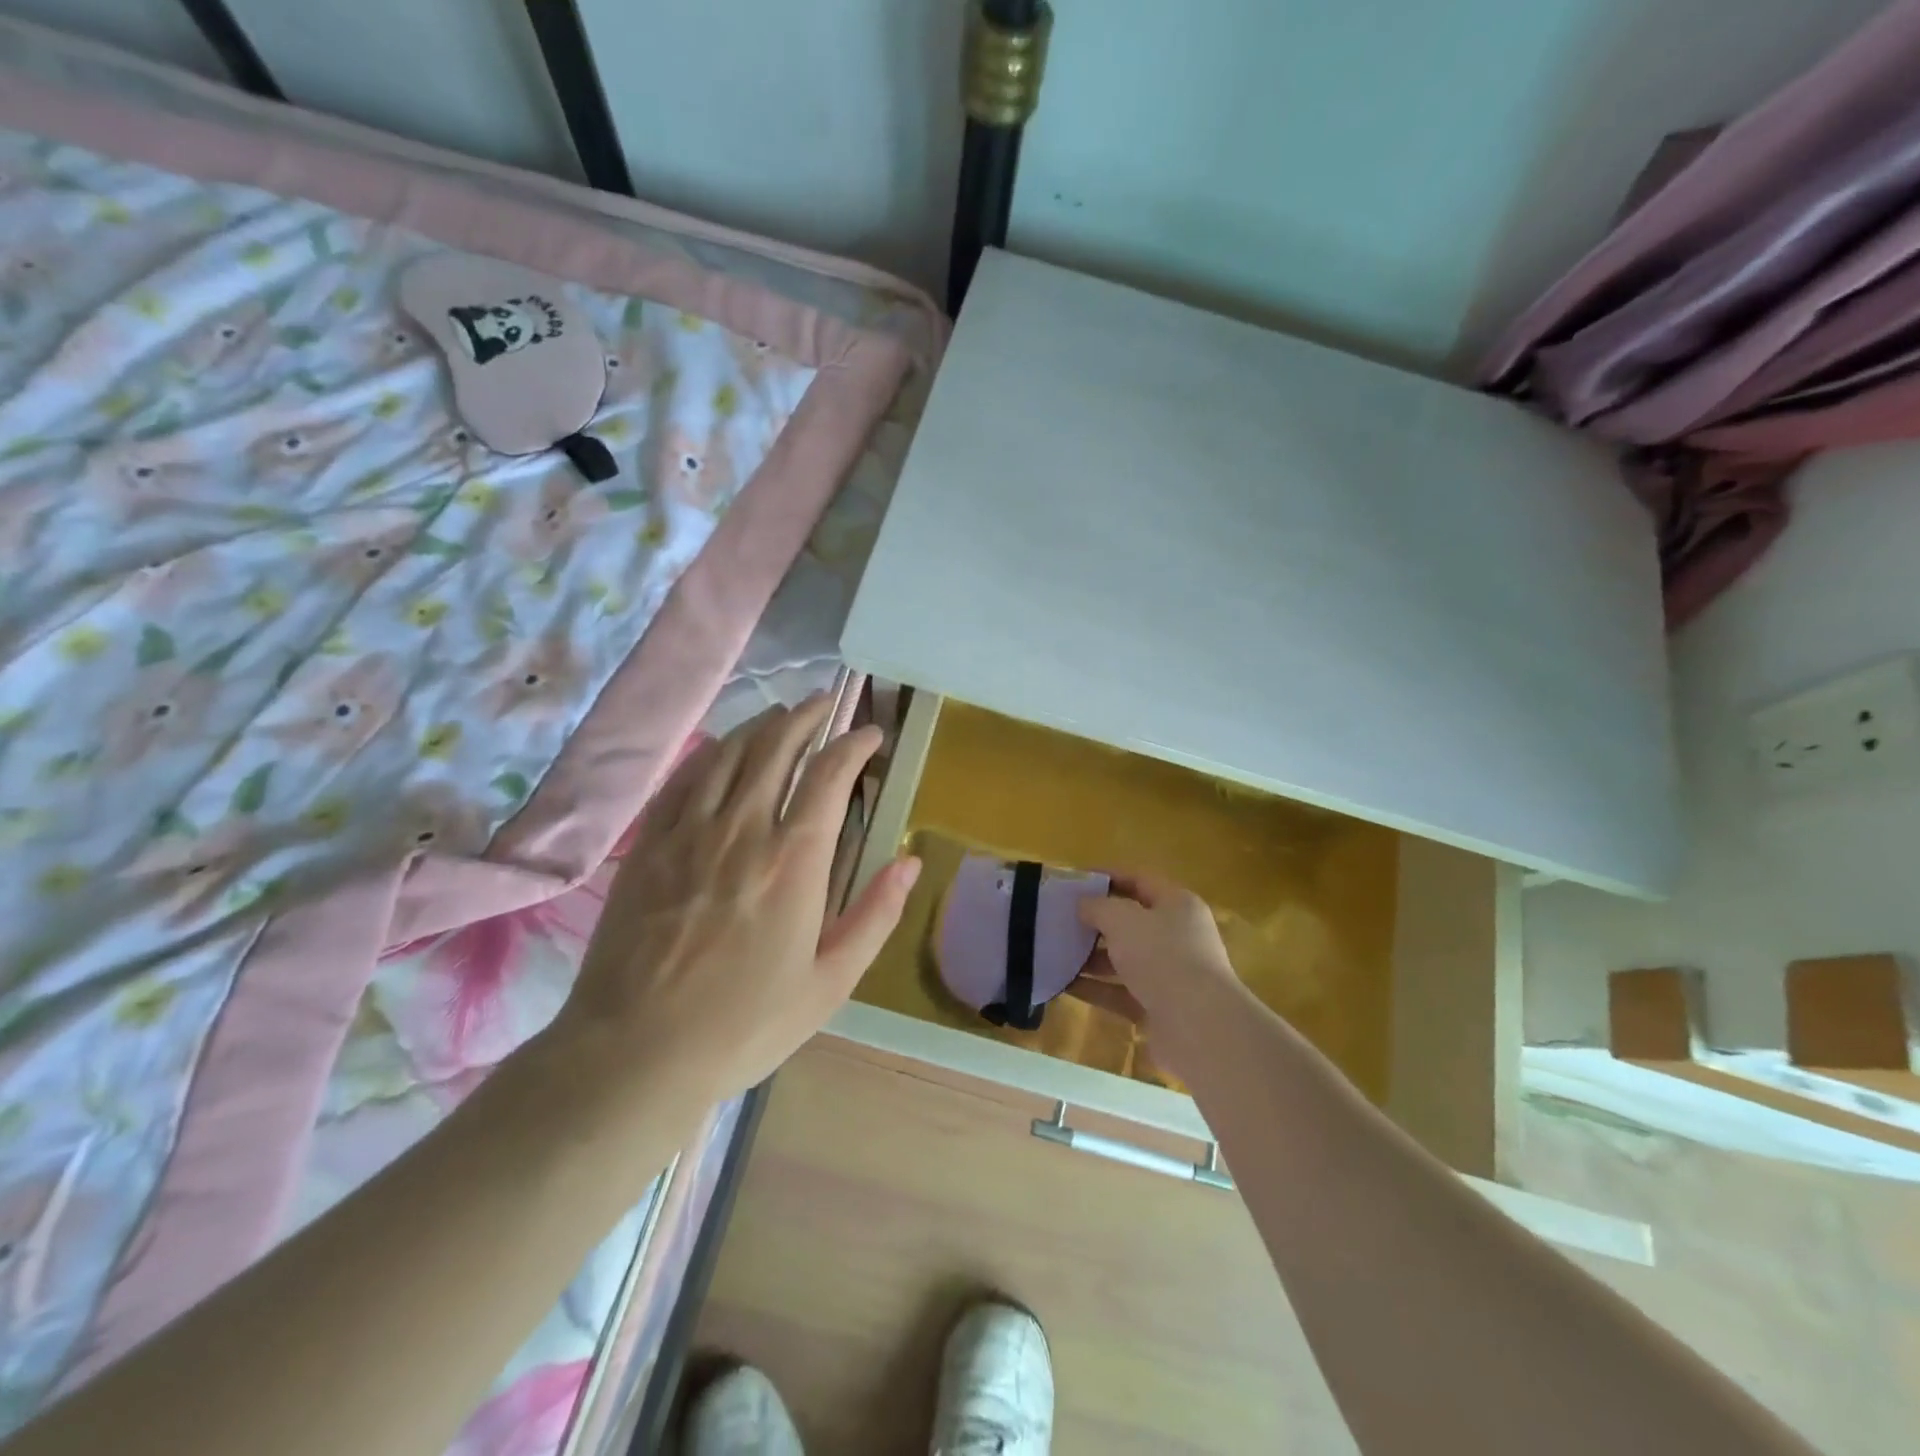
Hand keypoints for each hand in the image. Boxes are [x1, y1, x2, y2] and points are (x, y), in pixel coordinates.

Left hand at [544, 695, 920, 1112]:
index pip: (830, 775)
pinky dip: (711, 753)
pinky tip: (722, 749)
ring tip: (781, 715)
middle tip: (826, 704)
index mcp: (794, 861)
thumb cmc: (744, 1024)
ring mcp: (689, 832)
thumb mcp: (830, 983)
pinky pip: (684, 778)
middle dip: (807, 716)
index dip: (854, 743)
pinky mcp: (649, 844)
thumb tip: (911, 862)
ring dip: (761, 725)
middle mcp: (743, 829)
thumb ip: (875, 916)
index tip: (871, 734)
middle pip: (776, 746)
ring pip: (730, 753)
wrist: (635, 1052)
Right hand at [1070, 873, 1249, 1075]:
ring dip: (1092, 957)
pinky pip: (1121, 992)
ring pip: (1124, 959)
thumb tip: (1083, 904)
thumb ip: (1098, 907)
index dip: (1106, 877)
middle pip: (1131, 922)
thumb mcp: (1122, 920)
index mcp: (1177, 905)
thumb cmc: (1162, 956)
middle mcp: (1177, 936)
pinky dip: (1096, 988)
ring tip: (1055, 952)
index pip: (1139, 880)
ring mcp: (1170, 975)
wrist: (1198, 1026)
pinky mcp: (1159, 1008)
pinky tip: (1065, 984)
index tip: (1073, 882)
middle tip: (1060, 919)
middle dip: (1096, 921)